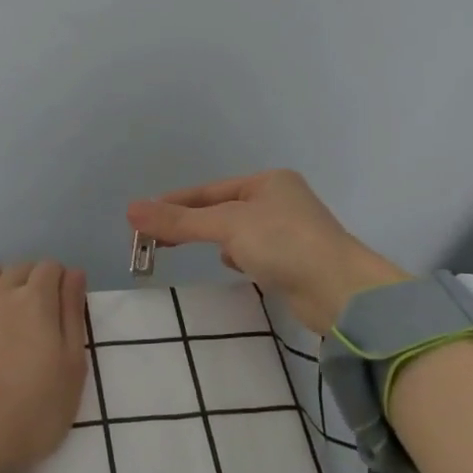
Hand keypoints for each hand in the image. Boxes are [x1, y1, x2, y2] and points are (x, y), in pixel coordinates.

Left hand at [0, 261, 88, 472]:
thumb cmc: (32, 415)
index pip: (51, 267)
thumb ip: (73, 316)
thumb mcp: (72, 370)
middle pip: (18, 268)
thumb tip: (73, 274)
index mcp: (36, 301)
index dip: (58, 283)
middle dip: (30, 283)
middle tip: (32, 320)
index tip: (59, 308)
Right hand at [126, 170, 408, 334]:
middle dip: (192, 223)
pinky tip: (235, 266)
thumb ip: (179, 221)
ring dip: (218, 241)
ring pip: (237, 232)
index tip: (143, 219)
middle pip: (221, 210)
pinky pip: (254, 252)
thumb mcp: (226, 226)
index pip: (208, 190)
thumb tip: (130, 211)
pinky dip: (240, 257)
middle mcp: (280, 200)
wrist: (341, 291)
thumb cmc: (283, 244)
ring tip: (196, 251)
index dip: (174, 203)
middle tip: (156, 241)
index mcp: (268, 181)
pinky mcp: (294, 260)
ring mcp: (289, 231)